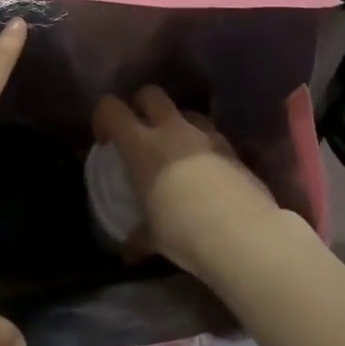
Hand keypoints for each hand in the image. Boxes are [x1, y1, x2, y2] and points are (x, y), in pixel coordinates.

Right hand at [92, 87, 282, 275]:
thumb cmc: (183, 230)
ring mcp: (206, 136)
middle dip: (141, 106)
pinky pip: (212, 136)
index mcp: (141, 146)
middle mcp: (172, 130)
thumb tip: (130, 251)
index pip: (111, 108)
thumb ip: (140, 236)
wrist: (241, 233)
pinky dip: (204, 146)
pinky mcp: (233, 149)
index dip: (103, 117)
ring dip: (177, 125)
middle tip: (140, 134)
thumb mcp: (154, 237)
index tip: (106, 141)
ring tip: (177, 152)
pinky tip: (206, 172)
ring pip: (186, 112)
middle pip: (151, 94)